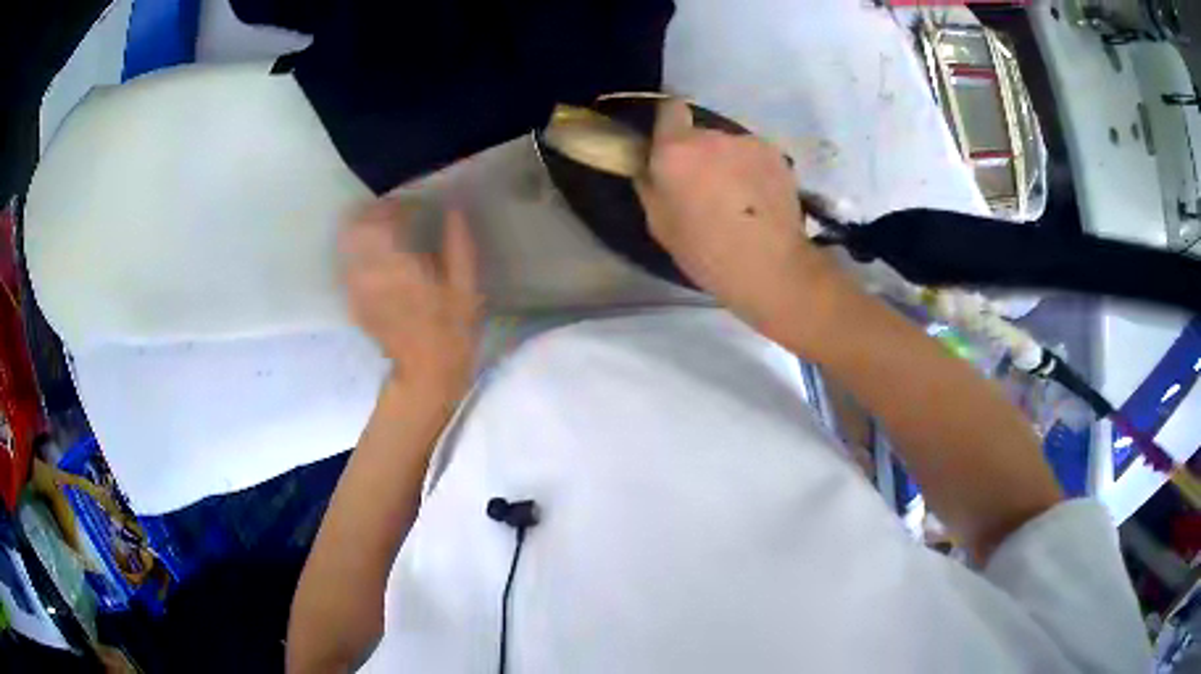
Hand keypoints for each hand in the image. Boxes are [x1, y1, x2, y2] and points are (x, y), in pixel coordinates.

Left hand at [339, 198, 481, 398]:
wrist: (425, 374)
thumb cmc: (451, 331)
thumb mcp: (466, 288)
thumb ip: (459, 246)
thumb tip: (454, 210)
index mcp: (401, 266)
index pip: (384, 220)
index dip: (394, 206)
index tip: (409, 205)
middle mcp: (372, 274)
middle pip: (357, 227)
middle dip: (372, 214)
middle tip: (391, 214)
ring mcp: (358, 289)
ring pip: (346, 245)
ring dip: (360, 230)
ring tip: (379, 231)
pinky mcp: (353, 301)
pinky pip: (346, 266)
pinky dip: (356, 253)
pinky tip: (373, 258)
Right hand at [635, 100, 850, 344]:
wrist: (772, 266)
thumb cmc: (706, 252)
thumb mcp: (660, 225)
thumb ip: (651, 186)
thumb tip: (650, 168)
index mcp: (675, 150)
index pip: (669, 109)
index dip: (668, 123)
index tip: (669, 146)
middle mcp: (712, 135)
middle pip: (699, 134)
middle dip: (699, 153)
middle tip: (704, 187)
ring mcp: (748, 143)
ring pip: (729, 146)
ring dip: (728, 162)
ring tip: (737, 199)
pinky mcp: (776, 155)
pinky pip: (754, 156)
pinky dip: (753, 171)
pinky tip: (758, 201)